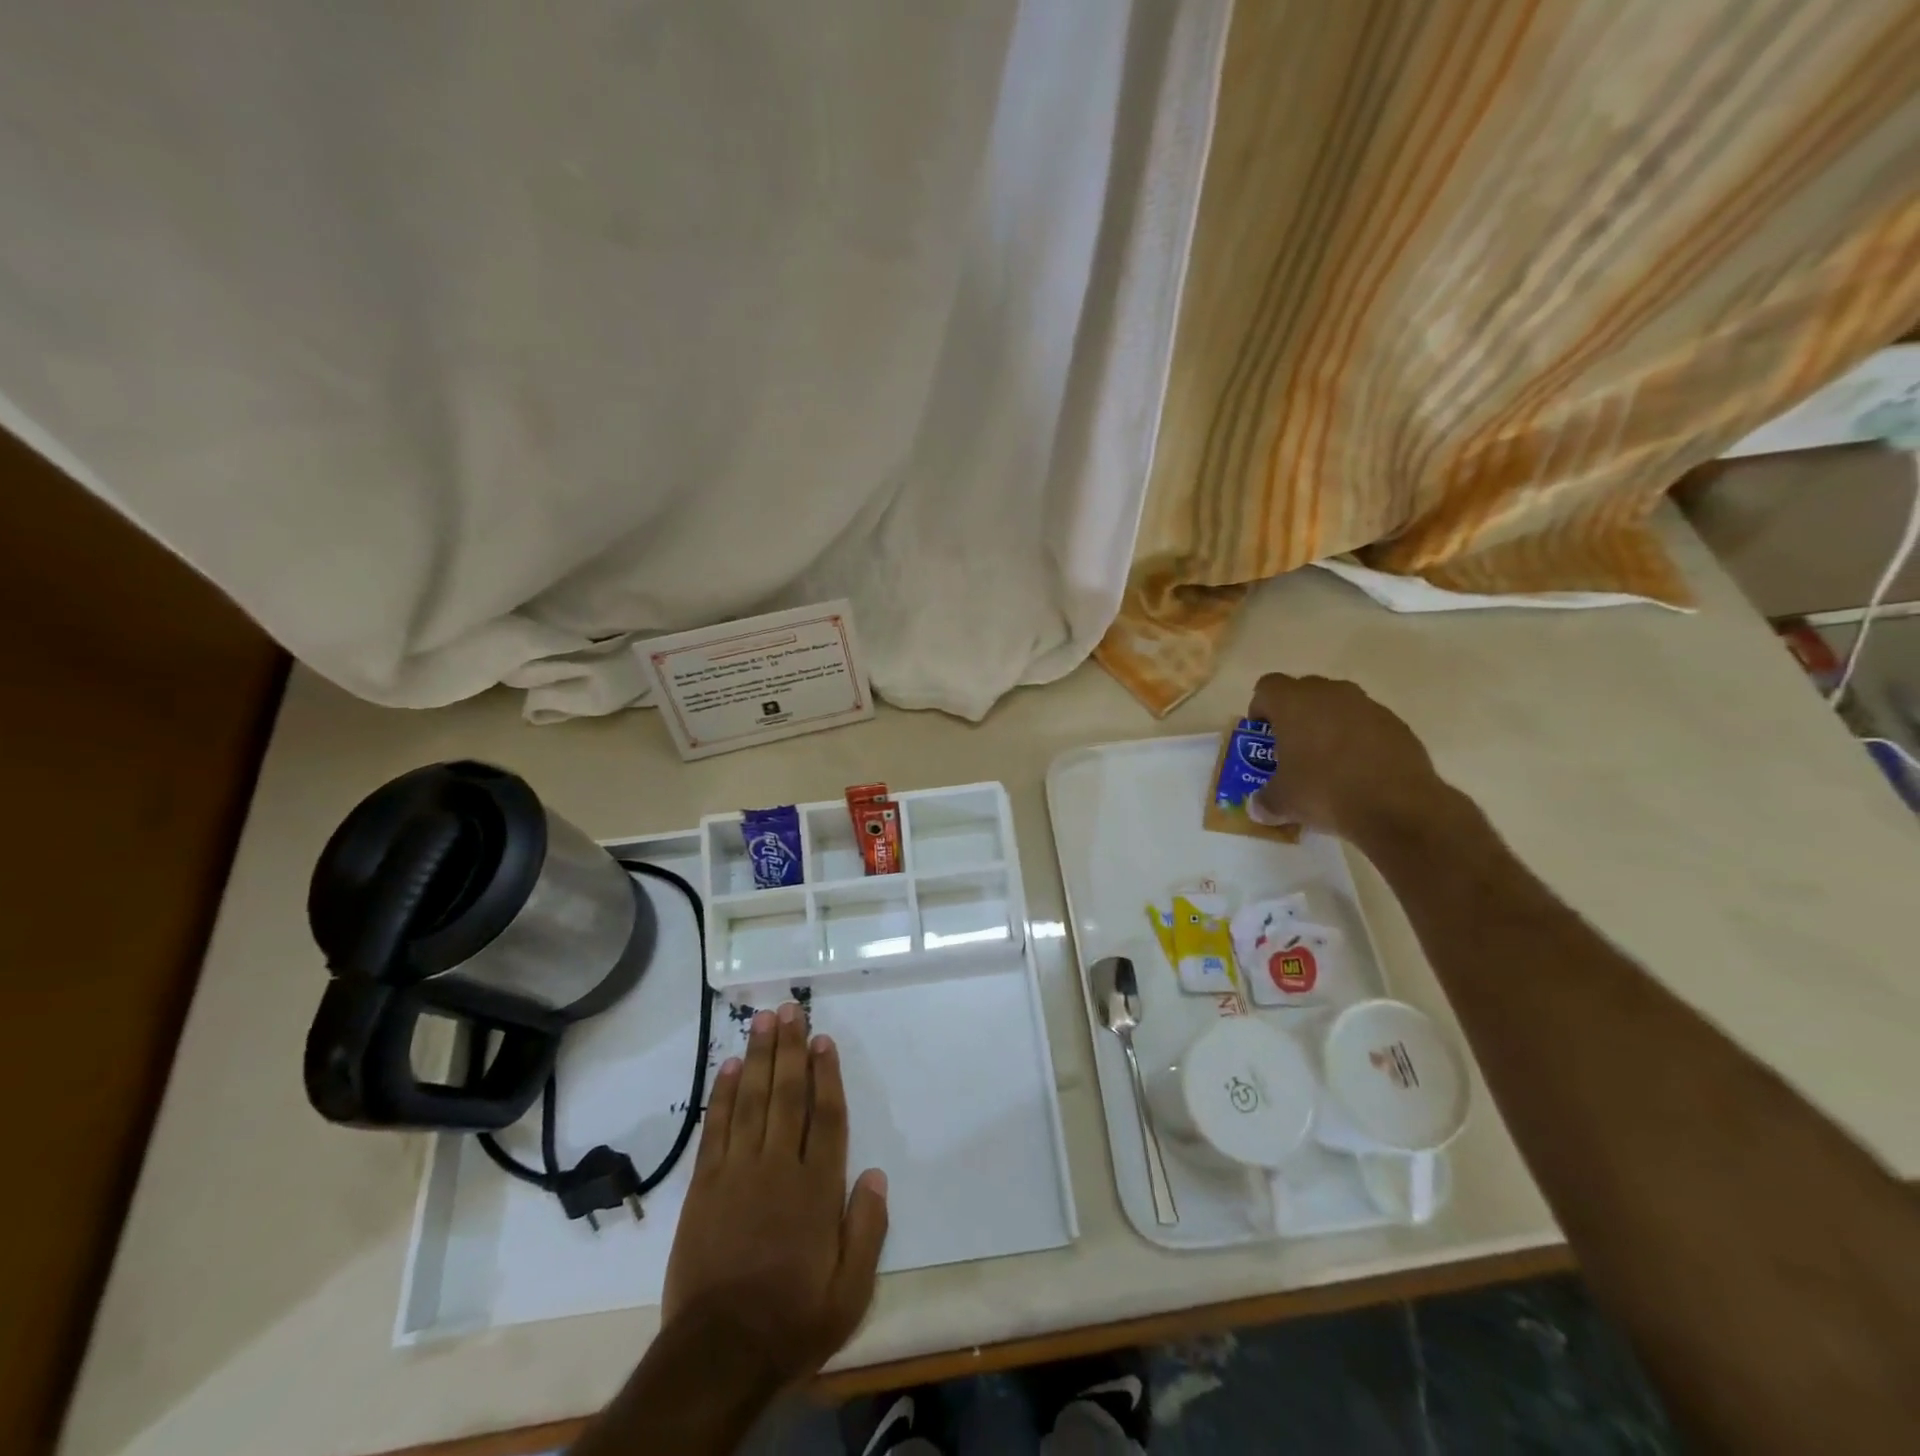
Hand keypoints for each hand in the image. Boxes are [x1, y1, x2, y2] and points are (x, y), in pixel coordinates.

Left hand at [662, 1003, 888, 1386]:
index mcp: (817, 1188)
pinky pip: (716, 1129)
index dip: (826, 1074)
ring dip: (757, 1058)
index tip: (823, 1040)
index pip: (826, 1116)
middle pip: (786, 1095)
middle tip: (789, 1010)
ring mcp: (738, 1173)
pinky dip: (722, 1097)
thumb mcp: (850, 1291)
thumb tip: (876, 1174)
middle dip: (789, 1049)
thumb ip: (868, 1229)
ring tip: (761, 1021)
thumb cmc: (792, 1320)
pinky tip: (726, 1068)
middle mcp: (779, 1167)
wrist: (719, 1353)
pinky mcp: (704, 1187)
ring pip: (751, 1101)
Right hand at [1246, 673, 1453, 842]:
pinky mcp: (1397, 724)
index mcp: (1294, 703)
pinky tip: (1359, 770)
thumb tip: (1258, 808)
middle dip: (1295, 715)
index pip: (1267, 687)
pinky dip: (1359, 739)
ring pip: (1338, 706)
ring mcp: (1368, 706)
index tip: (1263, 734)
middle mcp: (1331, 693)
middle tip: (1292, 747)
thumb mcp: (1282, 801)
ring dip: (1329, 725)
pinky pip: (1367, 724)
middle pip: (1304, 691)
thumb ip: (1265, 799)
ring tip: (1328, 761)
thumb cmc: (1324, 791)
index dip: (1261, 708)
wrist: (1396, 806)